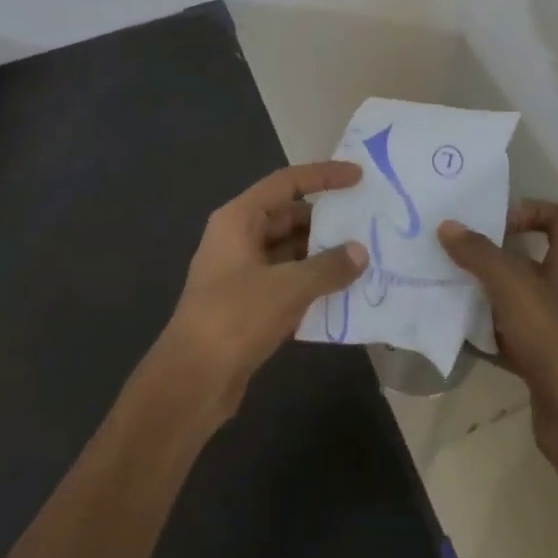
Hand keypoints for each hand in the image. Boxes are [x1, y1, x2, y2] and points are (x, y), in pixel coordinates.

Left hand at [156, 161, 368, 425]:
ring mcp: (241, 271)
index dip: (323, 176)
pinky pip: (286, 280)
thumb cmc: (235, 318)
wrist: (191, 382)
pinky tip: (342, 292)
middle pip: (288, 215)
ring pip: (289, 250)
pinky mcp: (247, 303)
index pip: (286, 182)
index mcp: (239, 219)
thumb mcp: (287, 288)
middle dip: (326, 220)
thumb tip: (360, 252)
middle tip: (366, 223)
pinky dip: (311, 281)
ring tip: (363, 257)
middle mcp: (238, 237)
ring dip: (321, 254)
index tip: (358, 176)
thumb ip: (328, 267)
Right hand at [438, 200, 557, 461]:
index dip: (531, 210)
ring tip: (449, 285)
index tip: (496, 222)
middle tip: (457, 250)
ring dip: (485, 291)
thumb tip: (447, 225)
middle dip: (494, 253)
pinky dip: (486, 330)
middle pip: (530, 257)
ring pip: (516, 297)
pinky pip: (509, 333)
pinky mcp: (542, 359)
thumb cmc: (554, 338)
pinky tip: (458, 329)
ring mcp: (556, 327)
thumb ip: (479, 254)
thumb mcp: (512, 286)